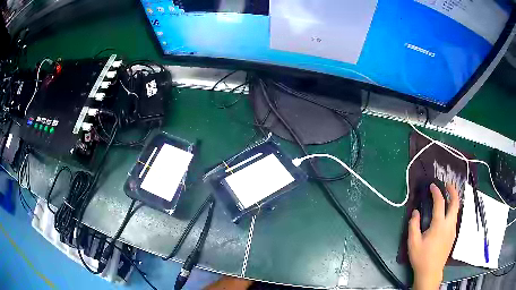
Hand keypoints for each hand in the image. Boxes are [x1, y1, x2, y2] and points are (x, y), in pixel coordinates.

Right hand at [408, 183, 459, 289]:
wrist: (431, 272)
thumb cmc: (421, 258)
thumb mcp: (413, 243)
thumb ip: (413, 226)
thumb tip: (415, 212)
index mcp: (439, 225)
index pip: (440, 203)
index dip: (436, 192)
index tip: (432, 186)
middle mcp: (449, 224)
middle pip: (455, 203)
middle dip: (452, 191)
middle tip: (448, 185)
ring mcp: (452, 230)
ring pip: (456, 210)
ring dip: (453, 200)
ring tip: (448, 196)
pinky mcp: (453, 236)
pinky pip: (455, 218)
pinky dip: (453, 210)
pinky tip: (447, 214)